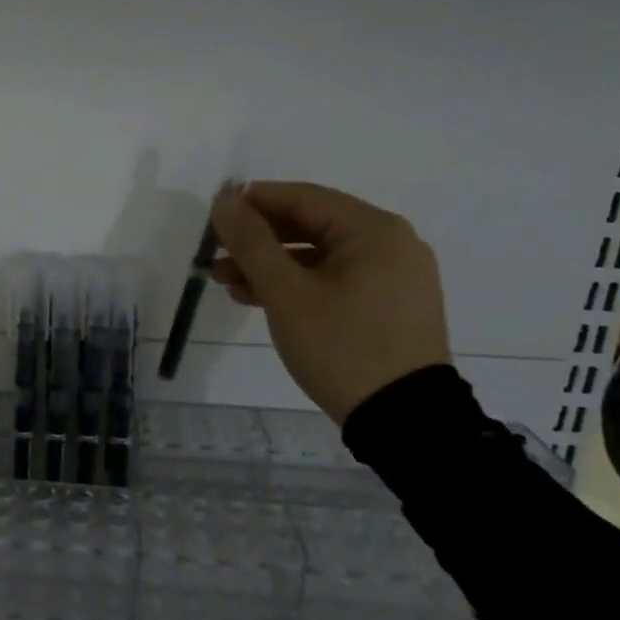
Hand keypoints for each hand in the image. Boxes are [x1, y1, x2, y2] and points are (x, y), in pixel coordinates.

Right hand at [209, 181, 451, 424]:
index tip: (214, 216)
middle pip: (312, 226)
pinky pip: (337, 280)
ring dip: (273, 266)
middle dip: (259, 241)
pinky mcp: (391, 306)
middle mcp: (391, 244)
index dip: (253, 202)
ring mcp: (395, 277)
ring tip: (228, 284)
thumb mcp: (286, 293)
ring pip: (321, 256)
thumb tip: (224, 199)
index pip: (303, 197)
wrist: (404, 421)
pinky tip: (262, 300)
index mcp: (374, 230)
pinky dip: (299, 285)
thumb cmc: (342, 346)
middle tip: (216, 256)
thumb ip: (251, 242)